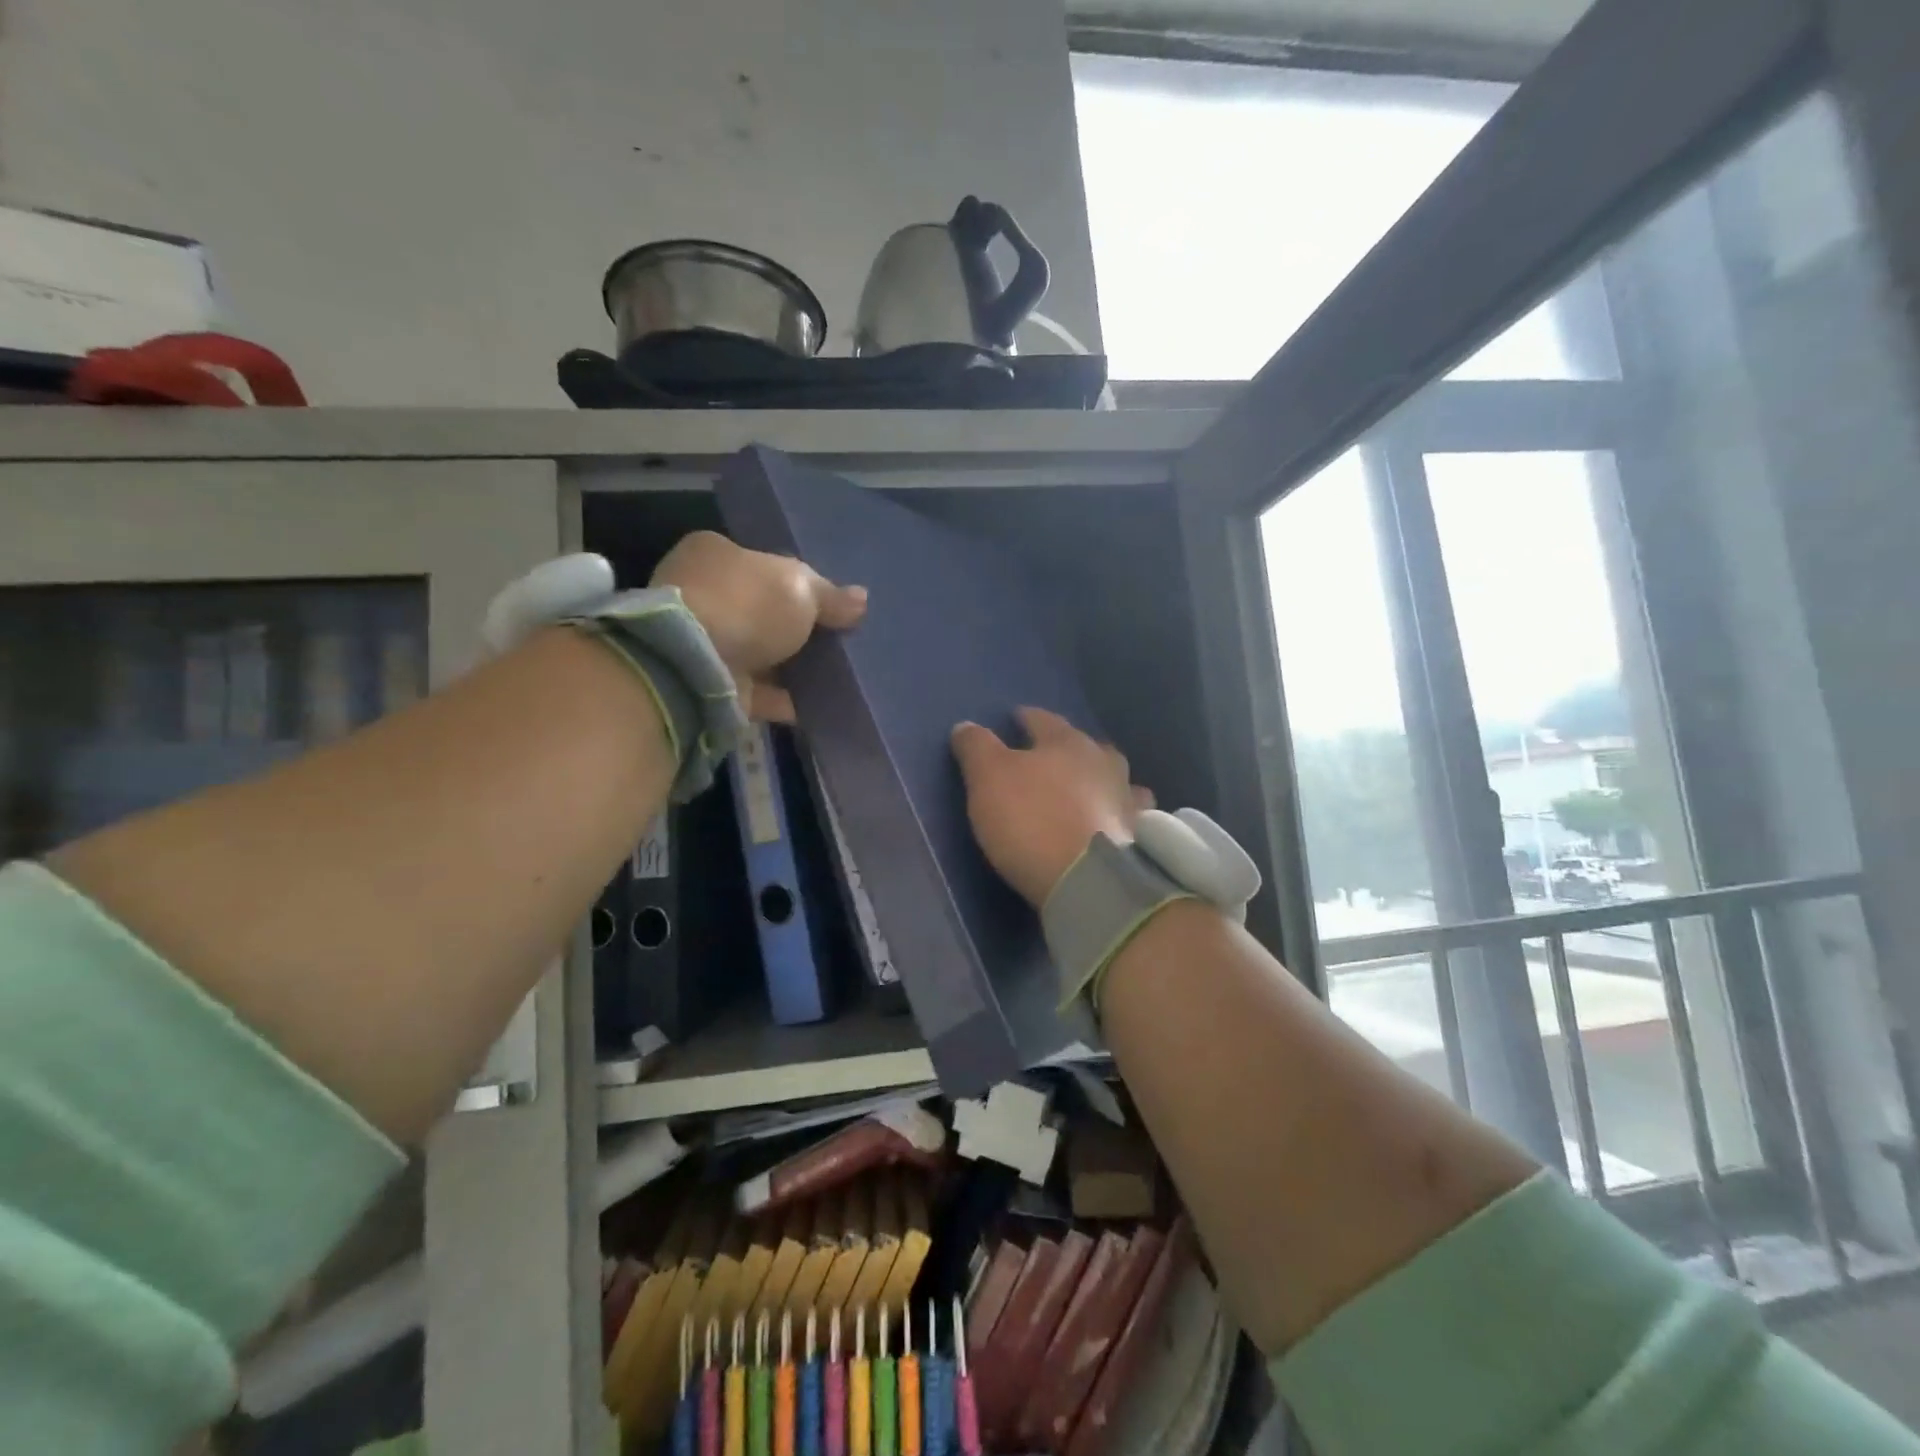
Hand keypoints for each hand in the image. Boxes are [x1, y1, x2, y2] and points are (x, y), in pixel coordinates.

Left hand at [651, 531, 866, 720]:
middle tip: (835, 641)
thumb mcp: (801, 589)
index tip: (828, 606)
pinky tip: (818, 706)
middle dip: (793, 628)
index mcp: (715, 554)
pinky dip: (784, 699)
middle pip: (760, 611)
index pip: (762, 565)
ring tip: (834, 676)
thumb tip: (861, 600)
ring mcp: (702, 643)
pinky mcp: (708, 685)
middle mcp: (701, 594)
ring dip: (790, 666)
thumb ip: (831, 596)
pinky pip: (756, 692)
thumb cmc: (747, 605)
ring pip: (757, 653)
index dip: (797, 584)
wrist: (695, 664)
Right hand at [951, 707, 1152, 906]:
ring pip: (1112, 777)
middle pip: (1083, 746)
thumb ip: (976, 748)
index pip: (1043, 720)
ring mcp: (1126, 798)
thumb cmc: (1032, 819)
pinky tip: (1108, 821)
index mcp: (1067, 742)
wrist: (1089, 880)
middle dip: (1065, 749)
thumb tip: (965, 726)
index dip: (1026, 718)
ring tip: (1083, 789)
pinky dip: (1115, 813)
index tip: (1016, 718)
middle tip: (1048, 757)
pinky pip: (1126, 814)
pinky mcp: (1138, 836)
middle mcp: (1103, 762)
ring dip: (1097, 779)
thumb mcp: (988, 778)